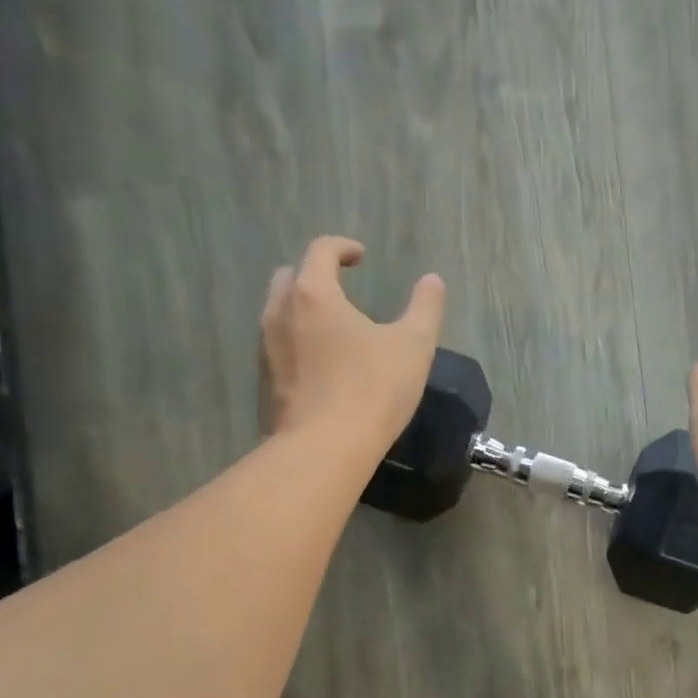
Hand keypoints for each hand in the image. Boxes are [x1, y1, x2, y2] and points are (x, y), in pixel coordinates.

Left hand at [261, 236, 445, 448]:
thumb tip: (433, 280)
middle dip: (314, 275)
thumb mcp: (413, 345)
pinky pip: (278, 347)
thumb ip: (425, 307)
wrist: (325, 449)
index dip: (343, 248)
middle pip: (290, 277)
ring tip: (332, 328)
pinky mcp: (265, 383)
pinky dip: (297, 342)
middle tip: (340, 289)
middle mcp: (280, 313)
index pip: (321, 251)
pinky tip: (321, 365)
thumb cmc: (372, 389)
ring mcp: (267, 349)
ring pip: (278, 313)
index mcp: (314, 294)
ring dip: (302, 310)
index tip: (361, 258)